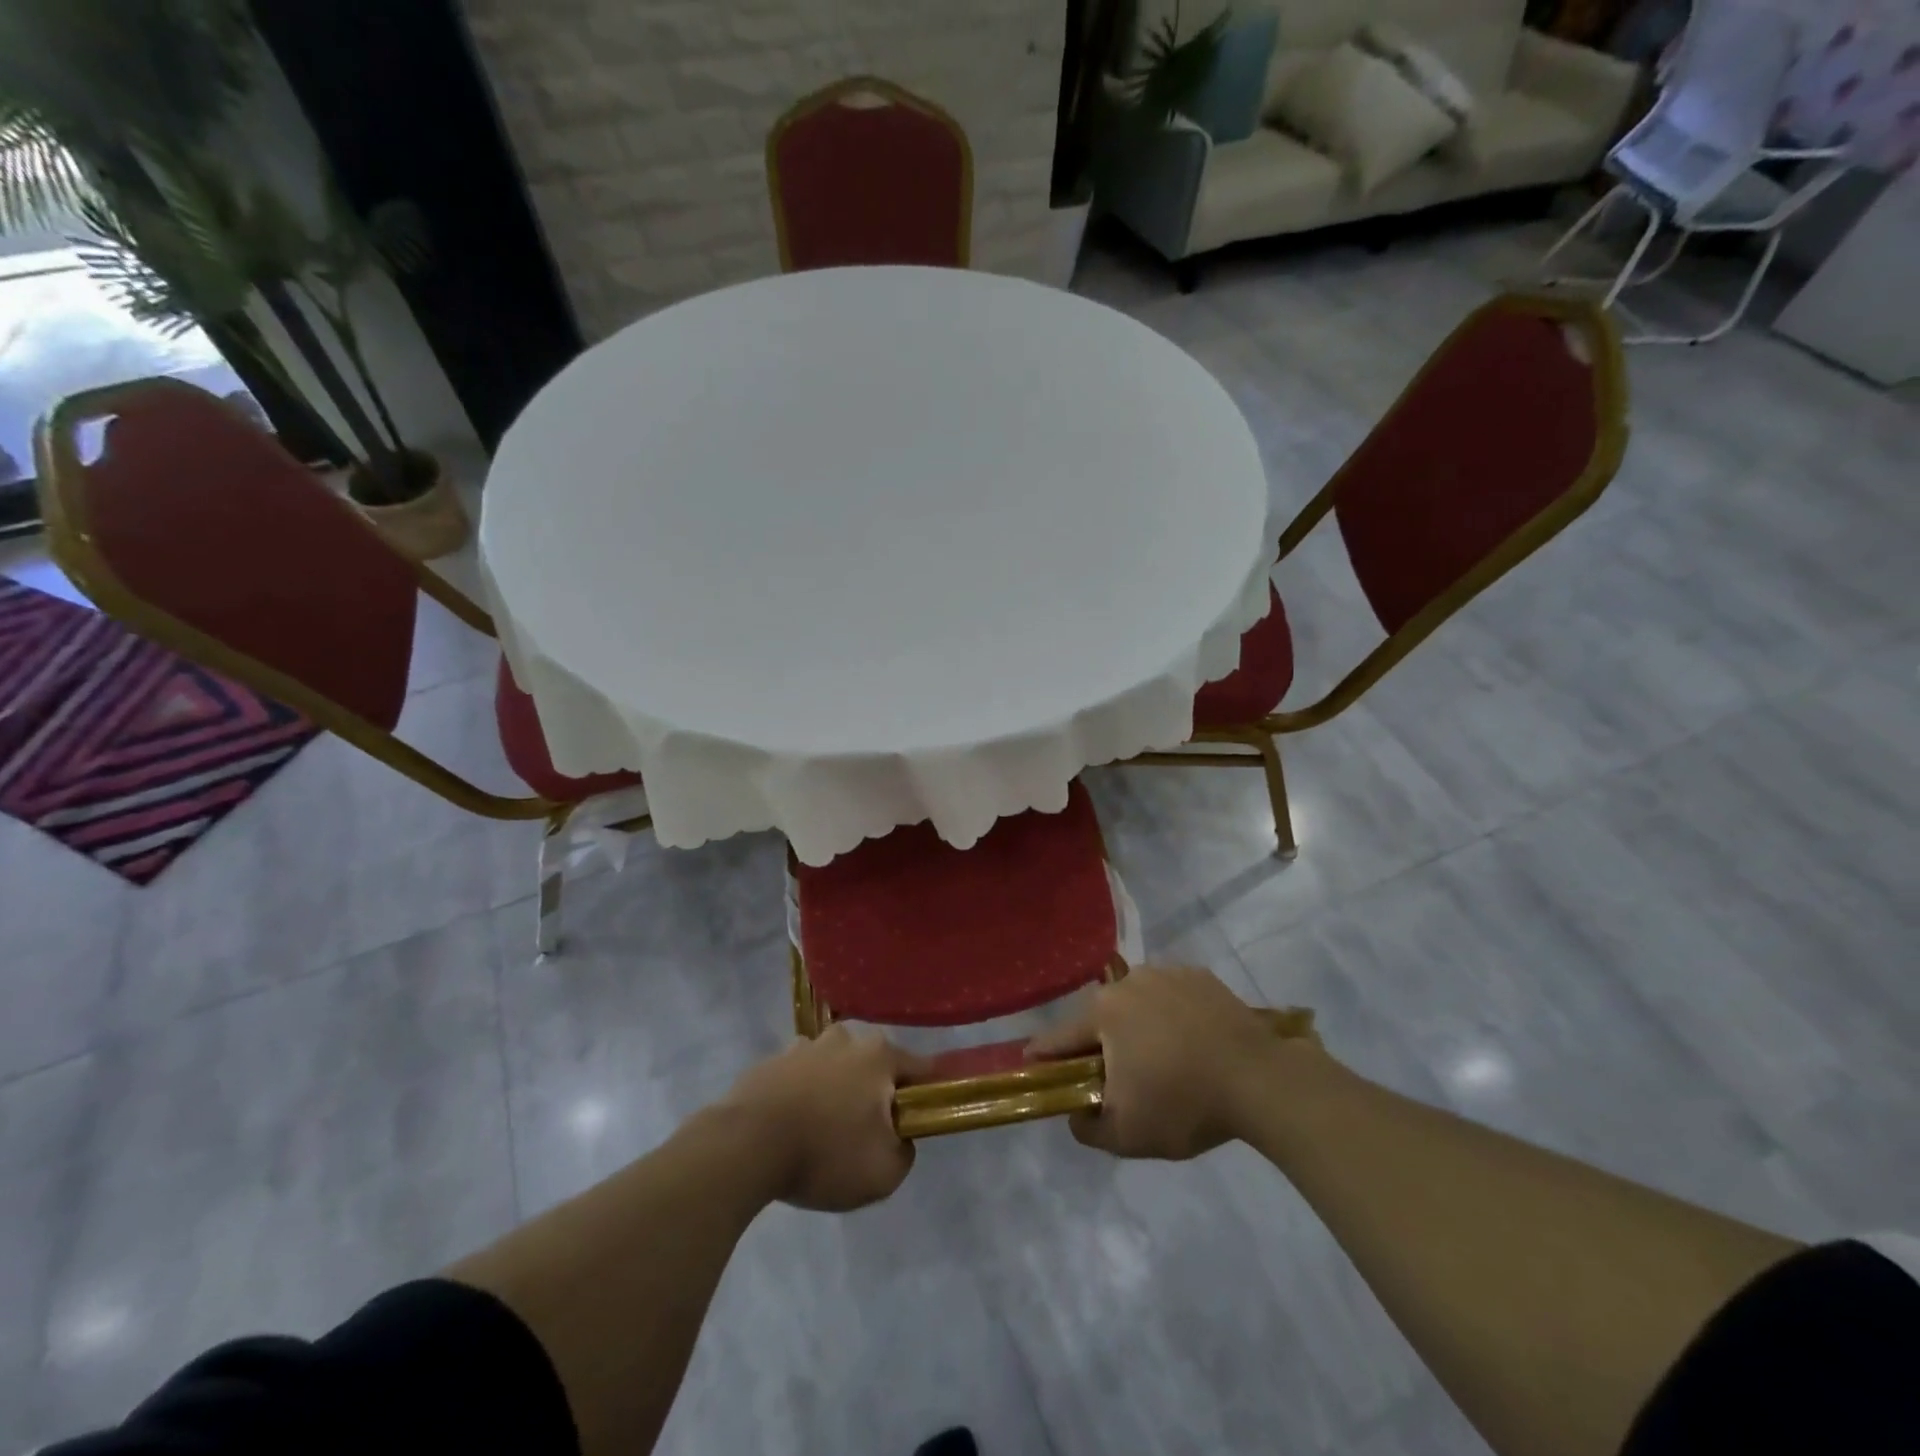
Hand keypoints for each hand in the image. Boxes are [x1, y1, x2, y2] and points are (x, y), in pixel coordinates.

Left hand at [721, 1027, 932, 1211]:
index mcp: (878, 1056)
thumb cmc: (825, 1154)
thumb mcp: (884, 1172)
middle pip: (872, 1065)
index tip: (920, 1117)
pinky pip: (798, 1078)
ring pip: (833, 1067)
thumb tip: (899, 1136)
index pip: (919, 1068)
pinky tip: (791, 1128)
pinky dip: (801, 1096)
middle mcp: (845, 1039)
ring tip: (823, 1131)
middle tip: (865, 1131)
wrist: (745, 1146)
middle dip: (874, 1091)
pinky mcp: (770, 1062)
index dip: (925, 1093)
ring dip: (834, 1090)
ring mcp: (804, 1046)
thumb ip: (905, 1151)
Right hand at [1025, 965, 1290, 1159]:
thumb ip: (1087, 1126)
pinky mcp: (1201, 975)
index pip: (1060, 1037)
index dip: (1044, 1054)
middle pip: (1101, 1017)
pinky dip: (1172, 1015)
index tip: (1032, 1063)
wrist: (1260, 1081)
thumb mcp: (1127, 1135)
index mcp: (1104, 1012)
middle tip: (1115, 1075)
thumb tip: (1075, 1114)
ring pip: (1138, 1003)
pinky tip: (1190, 1041)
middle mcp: (1129, 981)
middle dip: (1101, 1043)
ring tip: (1160, 1059)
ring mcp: (1167, 973)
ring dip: (1138, 1026)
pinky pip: (1173, 996)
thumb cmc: (1184, 1104)